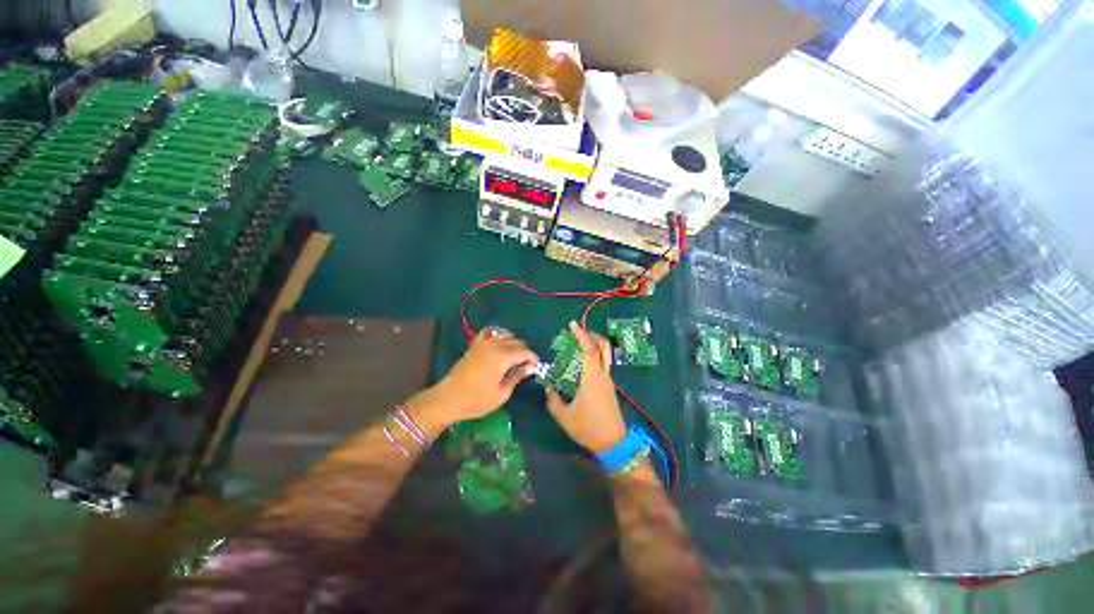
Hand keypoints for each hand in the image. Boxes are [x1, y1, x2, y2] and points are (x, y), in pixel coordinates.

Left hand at [410, 327, 539, 429]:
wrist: (448, 399)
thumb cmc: (476, 400)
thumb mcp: (501, 393)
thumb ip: (517, 376)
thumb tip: (531, 367)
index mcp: (503, 357)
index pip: (525, 352)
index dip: (533, 359)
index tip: (536, 368)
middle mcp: (495, 345)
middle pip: (517, 341)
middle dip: (525, 352)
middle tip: (526, 367)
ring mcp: (483, 343)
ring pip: (506, 334)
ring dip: (514, 343)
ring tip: (514, 357)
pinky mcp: (475, 345)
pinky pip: (490, 332)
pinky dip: (498, 334)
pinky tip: (500, 343)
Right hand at [546, 321, 628, 454]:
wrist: (613, 442)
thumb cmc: (588, 427)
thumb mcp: (564, 415)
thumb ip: (553, 400)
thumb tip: (549, 389)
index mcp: (592, 377)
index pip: (589, 349)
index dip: (581, 335)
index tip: (572, 324)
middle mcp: (602, 375)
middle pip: (603, 347)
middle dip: (592, 335)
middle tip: (578, 331)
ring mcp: (608, 381)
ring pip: (605, 355)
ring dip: (593, 345)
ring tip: (578, 345)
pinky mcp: (609, 387)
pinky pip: (602, 364)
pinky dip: (594, 356)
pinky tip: (583, 363)